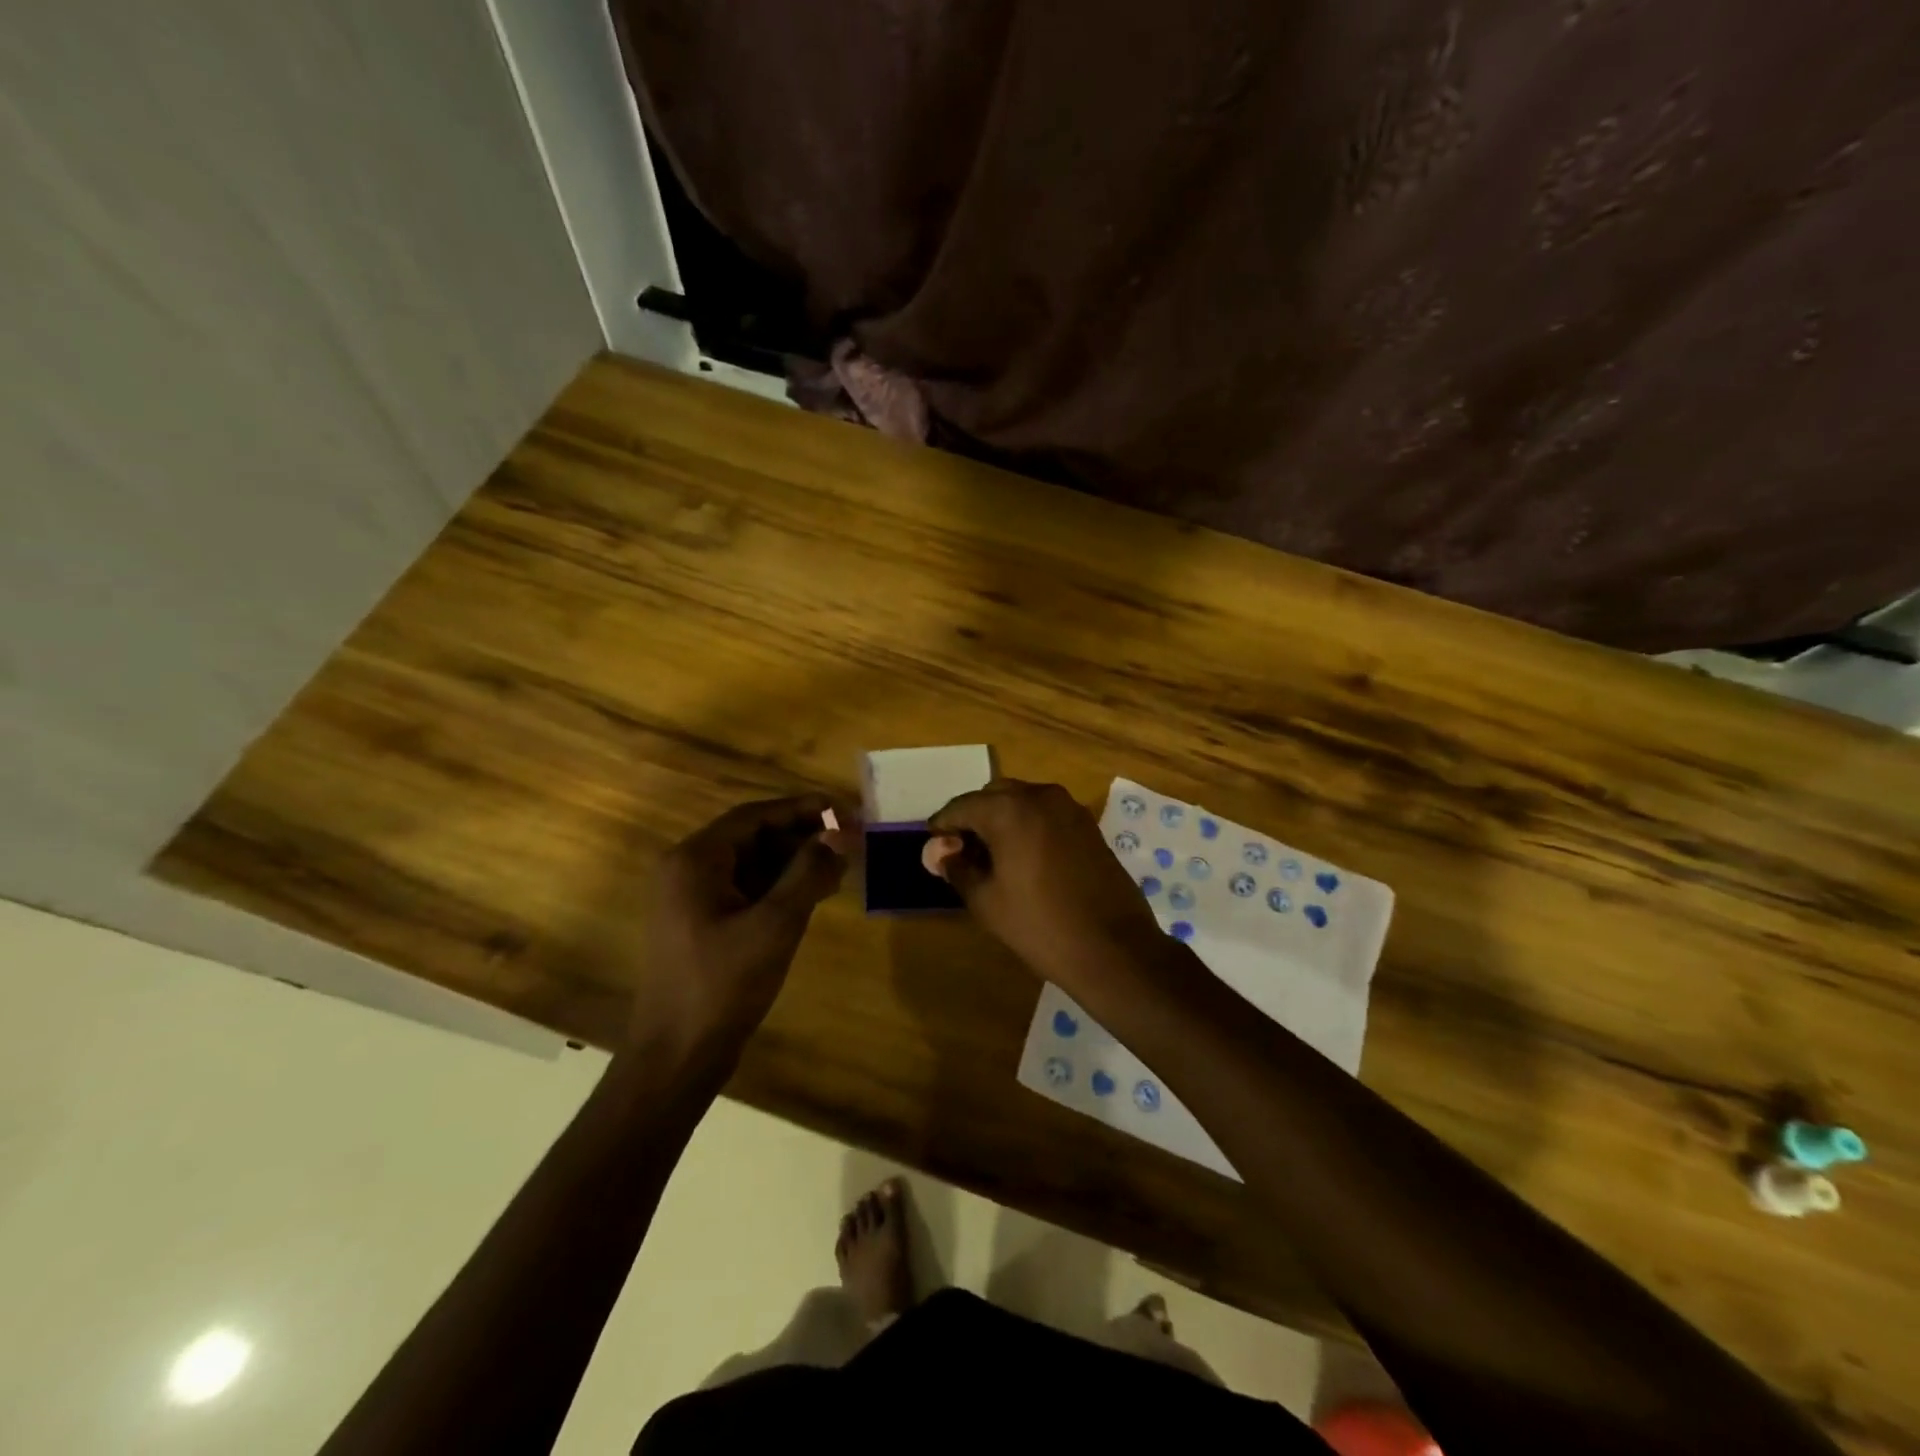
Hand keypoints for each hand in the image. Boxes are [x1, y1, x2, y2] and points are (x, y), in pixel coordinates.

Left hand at [631, 795, 848, 1062]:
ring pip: (750, 864)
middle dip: (801, 836)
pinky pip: (744, 889)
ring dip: (793, 862)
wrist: (677, 1056)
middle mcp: (686, 869)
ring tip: (838, 868)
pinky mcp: (700, 924)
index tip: (843, 809)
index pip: (754, 815)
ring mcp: (690, 899)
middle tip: (847, 840)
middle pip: (752, 836)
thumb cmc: (724, 984)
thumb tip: (841, 833)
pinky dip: (777, 887)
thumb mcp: (775, 924)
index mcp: (694, 860)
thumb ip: (809, 872)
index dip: (801, 808)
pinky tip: (811, 895)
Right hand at [925, 779, 1165, 989]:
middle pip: (993, 796)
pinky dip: (1027, 825)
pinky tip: (1023, 858)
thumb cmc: (1040, 925)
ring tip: (992, 858)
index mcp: (1009, 809)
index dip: (943, 826)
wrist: (1114, 948)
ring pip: (1022, 801)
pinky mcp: (1088, 824)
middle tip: (962, 853)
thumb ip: (957, 867)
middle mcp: (1040, 796)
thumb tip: (939, 851)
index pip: (961, 806)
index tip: (934, 848)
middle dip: (973, 818)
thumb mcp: (986, 901)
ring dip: (1002, 820)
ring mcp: (1069, 808)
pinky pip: (1046, 814)